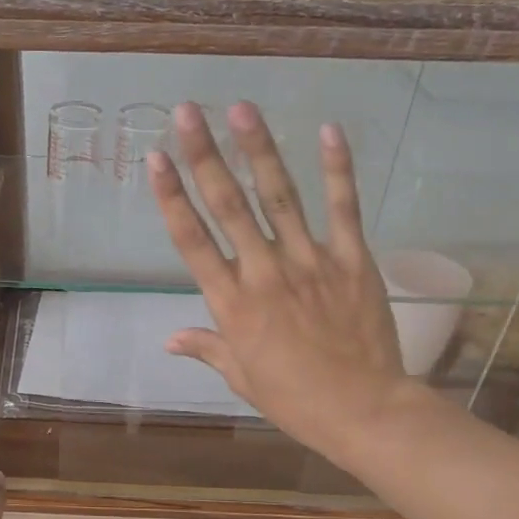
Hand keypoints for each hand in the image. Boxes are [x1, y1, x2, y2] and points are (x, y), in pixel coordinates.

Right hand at [148, 102, 426, 466]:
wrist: (363, 410)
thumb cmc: (294, 398)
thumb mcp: (241, 376)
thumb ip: (207, 347)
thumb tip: (169, 339)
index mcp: (232, 304)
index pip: (192, 241)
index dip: (171, 197)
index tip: (155, 160)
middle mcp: (264, 273)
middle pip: (228, 207)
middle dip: (204, 156)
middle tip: (187, 112)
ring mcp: (310, 263)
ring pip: (279, 197)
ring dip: (259, 150)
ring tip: (242, 108)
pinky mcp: (352, 261)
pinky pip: (343, 210)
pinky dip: (337, 170)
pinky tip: (328, 131)